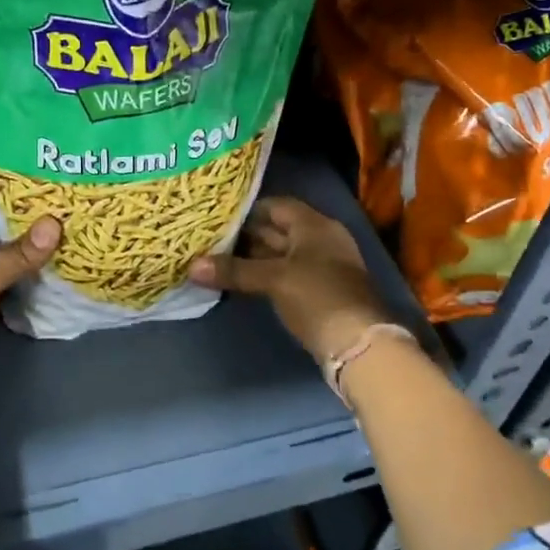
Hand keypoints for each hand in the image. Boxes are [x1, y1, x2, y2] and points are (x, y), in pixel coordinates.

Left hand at [0, 212, 60, 411]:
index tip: (57, 206)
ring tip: (71, 247)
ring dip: (31, 262)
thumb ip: (13, 256)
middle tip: (72, 226)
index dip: (18, 211)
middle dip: (30, 236)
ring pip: (3, 268)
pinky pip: (5, 291)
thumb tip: (54, 223)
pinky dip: (25, 286)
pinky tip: (53, 280)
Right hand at [188, 197, 393, 362]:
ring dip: (255, 257)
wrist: (358, 343)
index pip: (278, 206)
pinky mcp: (319, 292)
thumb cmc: (316, 297)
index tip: (219, 216)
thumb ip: (234, 270)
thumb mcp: (273, 280)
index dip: (249, 209)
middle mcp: (320, 240)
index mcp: (314, 225)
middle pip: (279, 230)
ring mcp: (322, 267)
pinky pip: (287, 274)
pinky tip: (242, 281)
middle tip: (211, 238)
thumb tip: (192, 265)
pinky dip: (266, 275)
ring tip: (219, 258)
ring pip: (282, 254)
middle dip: (247, 235)